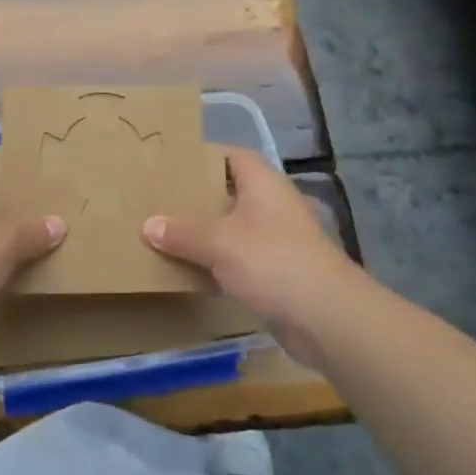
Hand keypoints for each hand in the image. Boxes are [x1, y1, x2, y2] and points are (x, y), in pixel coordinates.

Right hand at [142, 146, 369, 366]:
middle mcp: (272, 205)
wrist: (327, 319)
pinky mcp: (278, 272)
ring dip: (206, 233)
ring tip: (165, 233)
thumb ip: (182, 233)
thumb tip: (148, 225)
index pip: (232, 155)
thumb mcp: (219, 244)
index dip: (204, 156)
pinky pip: (240, 258)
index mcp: (263, 184)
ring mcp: (278, 240)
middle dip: (197, 197)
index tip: (170, 164)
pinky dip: (217, 262)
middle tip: (159, 200)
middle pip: (230, 192)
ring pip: (234, 228)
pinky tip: (189, 269)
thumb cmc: (273, 263)